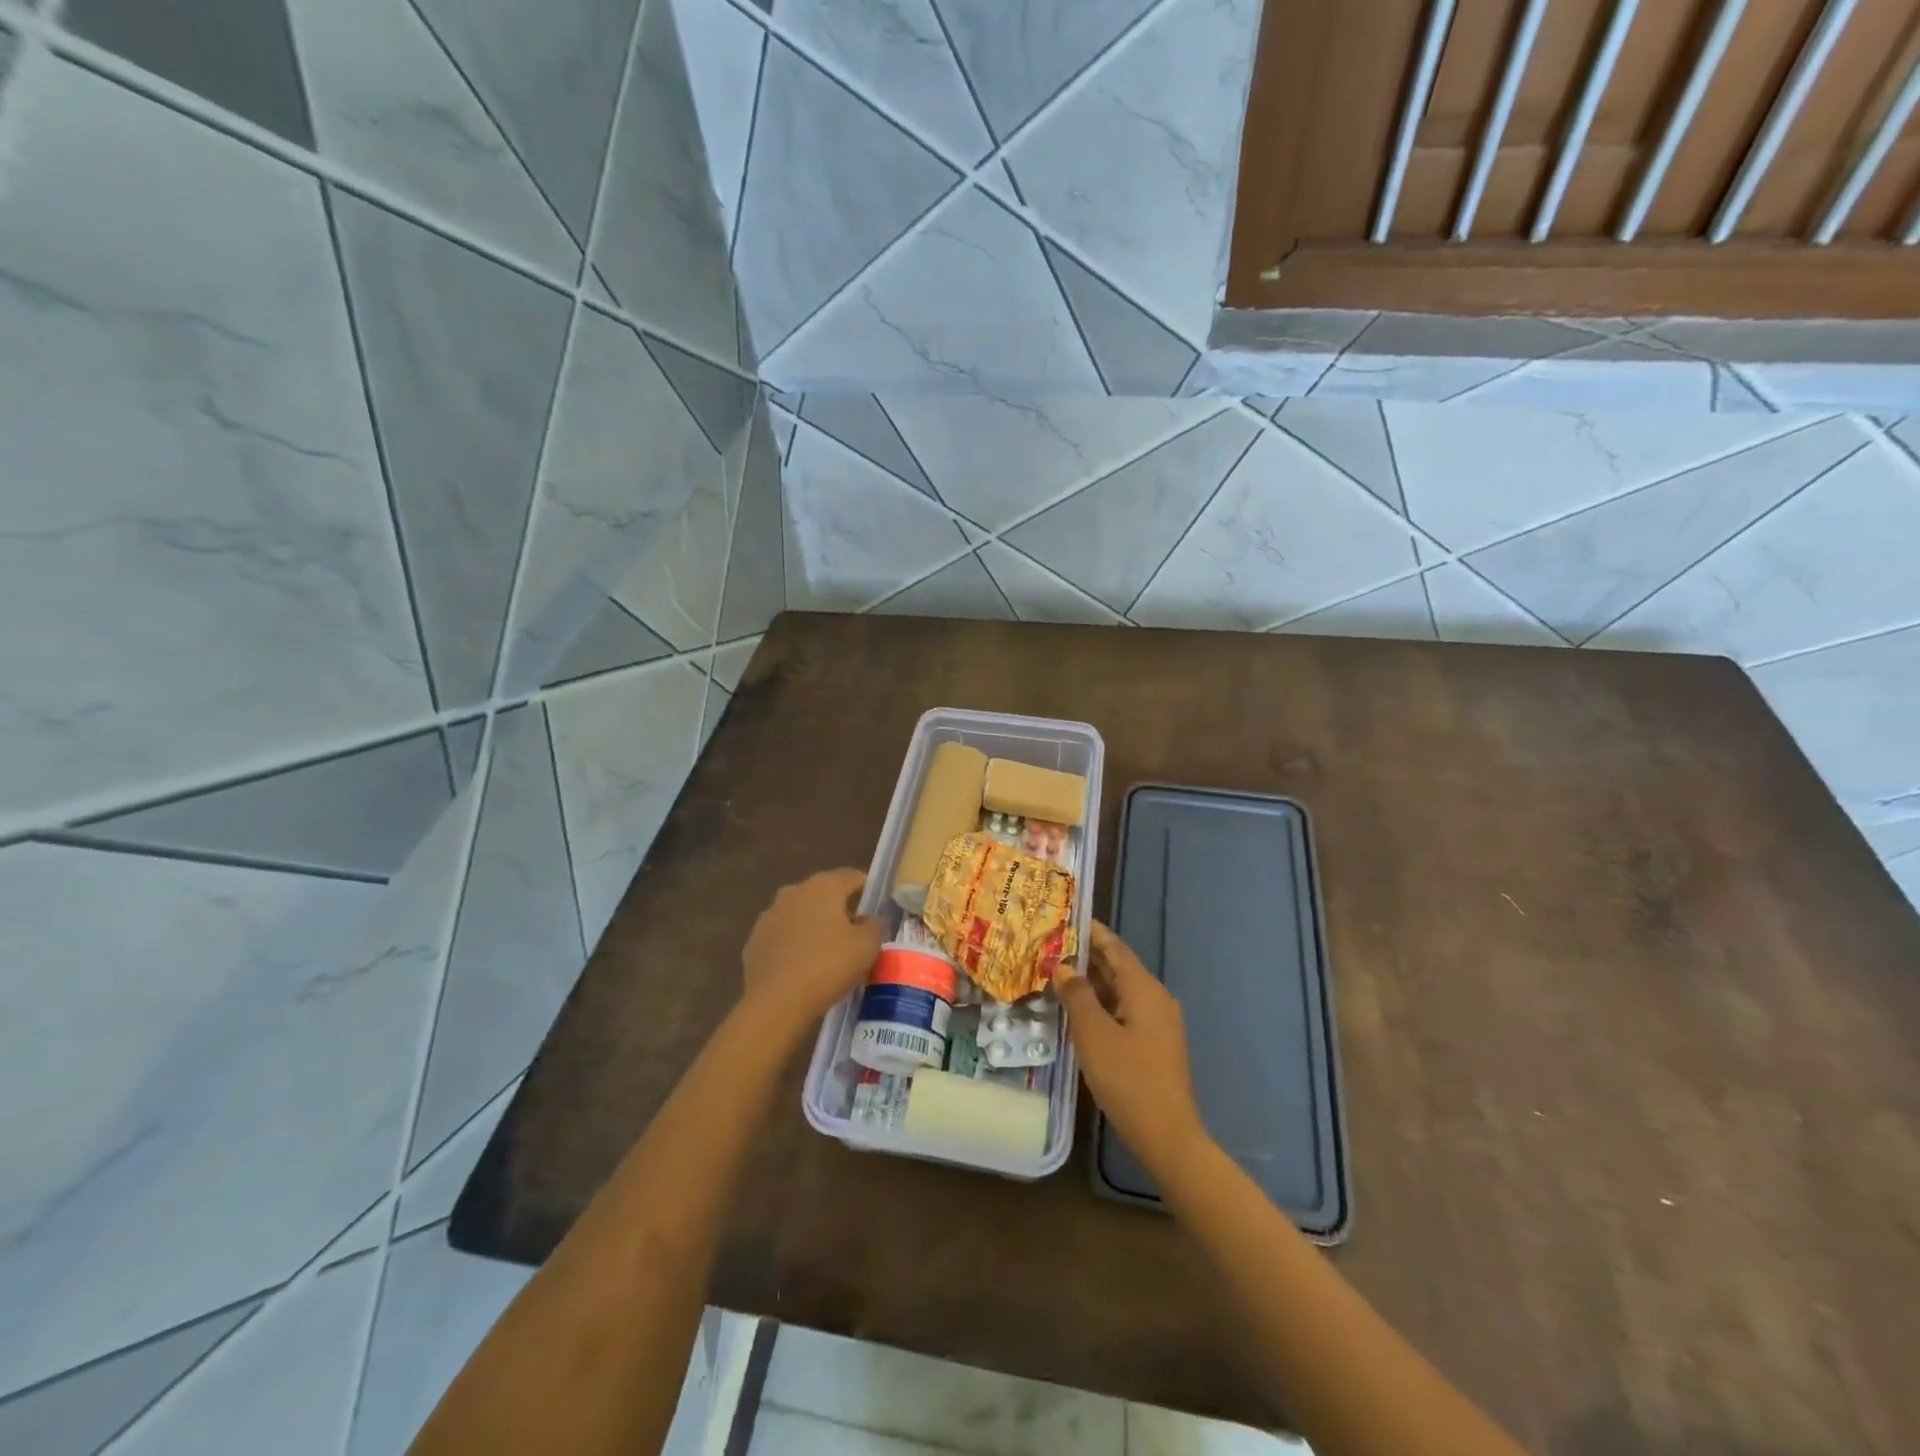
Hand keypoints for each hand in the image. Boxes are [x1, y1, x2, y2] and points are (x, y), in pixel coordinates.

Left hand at [741, 869, 882, 1033]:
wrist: (775, 1002)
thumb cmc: (828, 966)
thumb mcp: (867, 946)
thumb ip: (875, 925)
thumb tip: (869, 919)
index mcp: (823, 886)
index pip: (852, 877)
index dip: (868, 891)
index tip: (876, 912)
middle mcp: (794, 891)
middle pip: (825, 894)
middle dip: (840, 910)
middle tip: (855, 937)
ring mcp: (770, 915)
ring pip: (801, 914)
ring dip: (815, 927)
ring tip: (828, 955)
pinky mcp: (755, 940)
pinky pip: (783, 936)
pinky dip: (795, 945)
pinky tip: (803, 968)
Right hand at [1056, 922, 1206, 1174]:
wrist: (1167, 1136)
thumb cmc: (1128, 1078)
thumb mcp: (1094, 1034)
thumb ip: (1077, 996)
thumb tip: (1064, 966)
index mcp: (1144, 989)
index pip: (1116, 949)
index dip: (1093, 933)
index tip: (1070, 918)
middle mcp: (1155, 999)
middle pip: (1119, 968)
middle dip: (1089, 956)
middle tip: (1055, 945)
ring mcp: (1158, 1024)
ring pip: (1121, 992)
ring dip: (1093, 982)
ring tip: (1060, 973)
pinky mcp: (1155, 1045)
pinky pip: (1125, 1011)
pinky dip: (1102, 1004)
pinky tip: (1079, 1011)